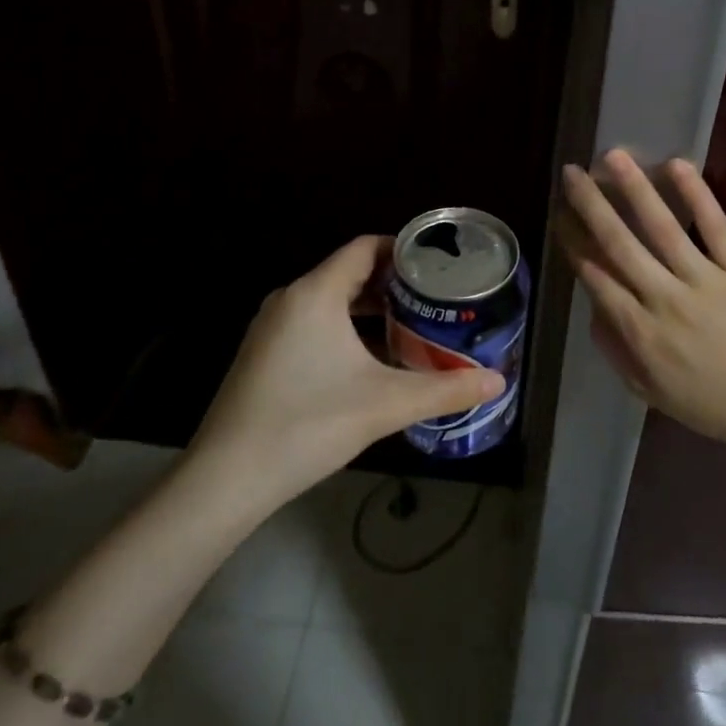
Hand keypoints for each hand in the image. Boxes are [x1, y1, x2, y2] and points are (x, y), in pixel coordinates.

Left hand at [191, 236, 504, 505]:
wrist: (227, 478)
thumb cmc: (308, 424)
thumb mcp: (386, 404)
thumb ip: (445, 390)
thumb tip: (498, 382)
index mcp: (315, 293)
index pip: (364, 248)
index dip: (403, 249)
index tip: (438, 265)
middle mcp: (290, 299)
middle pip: (348, 272)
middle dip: (392, 283)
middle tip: (434, 298)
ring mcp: (271, 327)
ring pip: (329, 300)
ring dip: (369, 308)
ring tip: (412, 325)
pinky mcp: (263, 354)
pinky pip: (312, 323)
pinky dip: (345, 328)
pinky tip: (370, 359)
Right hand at [559, 150, 725, 447]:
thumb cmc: (704, 399)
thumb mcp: (644, 388)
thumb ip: (612, 345)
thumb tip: (592, 303)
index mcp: (639, 330)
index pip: (596, 275)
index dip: (573, 241)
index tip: (560, 214)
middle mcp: (664, 299)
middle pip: (619, 243)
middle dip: (591, 204)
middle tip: (572, 173)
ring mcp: (705, 280)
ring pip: (662, 227)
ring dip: (634, 188)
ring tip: (613, 156)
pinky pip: (716, 226)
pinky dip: (697, 195)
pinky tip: (676, 165)